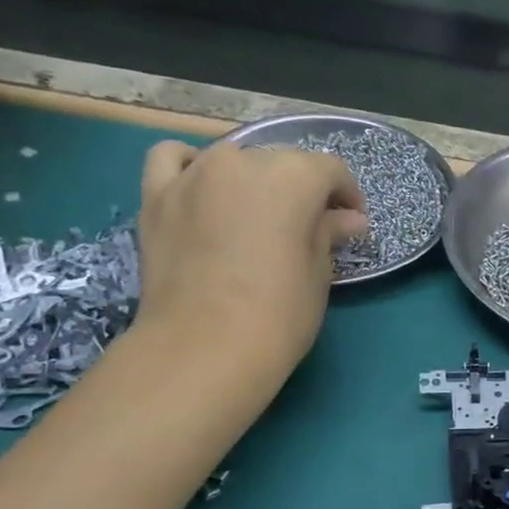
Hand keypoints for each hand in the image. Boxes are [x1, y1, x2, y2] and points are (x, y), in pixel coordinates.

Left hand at [130, 141, 367, 373]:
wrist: (204, 348)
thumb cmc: (280, 312)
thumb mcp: (319, 272)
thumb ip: (328, 233)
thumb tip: (348, 219)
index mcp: (293, 176)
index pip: (330, 170)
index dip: (347, 195)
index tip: (352, 223)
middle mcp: (242, 160)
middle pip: (282, 161)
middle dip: (302, 189)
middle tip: (310, 228)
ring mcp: (193, 175)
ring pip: (233, 160)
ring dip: (253, 180)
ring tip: (259, 215)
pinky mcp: (156, 197)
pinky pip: (173, 160)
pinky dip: (191, 166)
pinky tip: (204, 190)